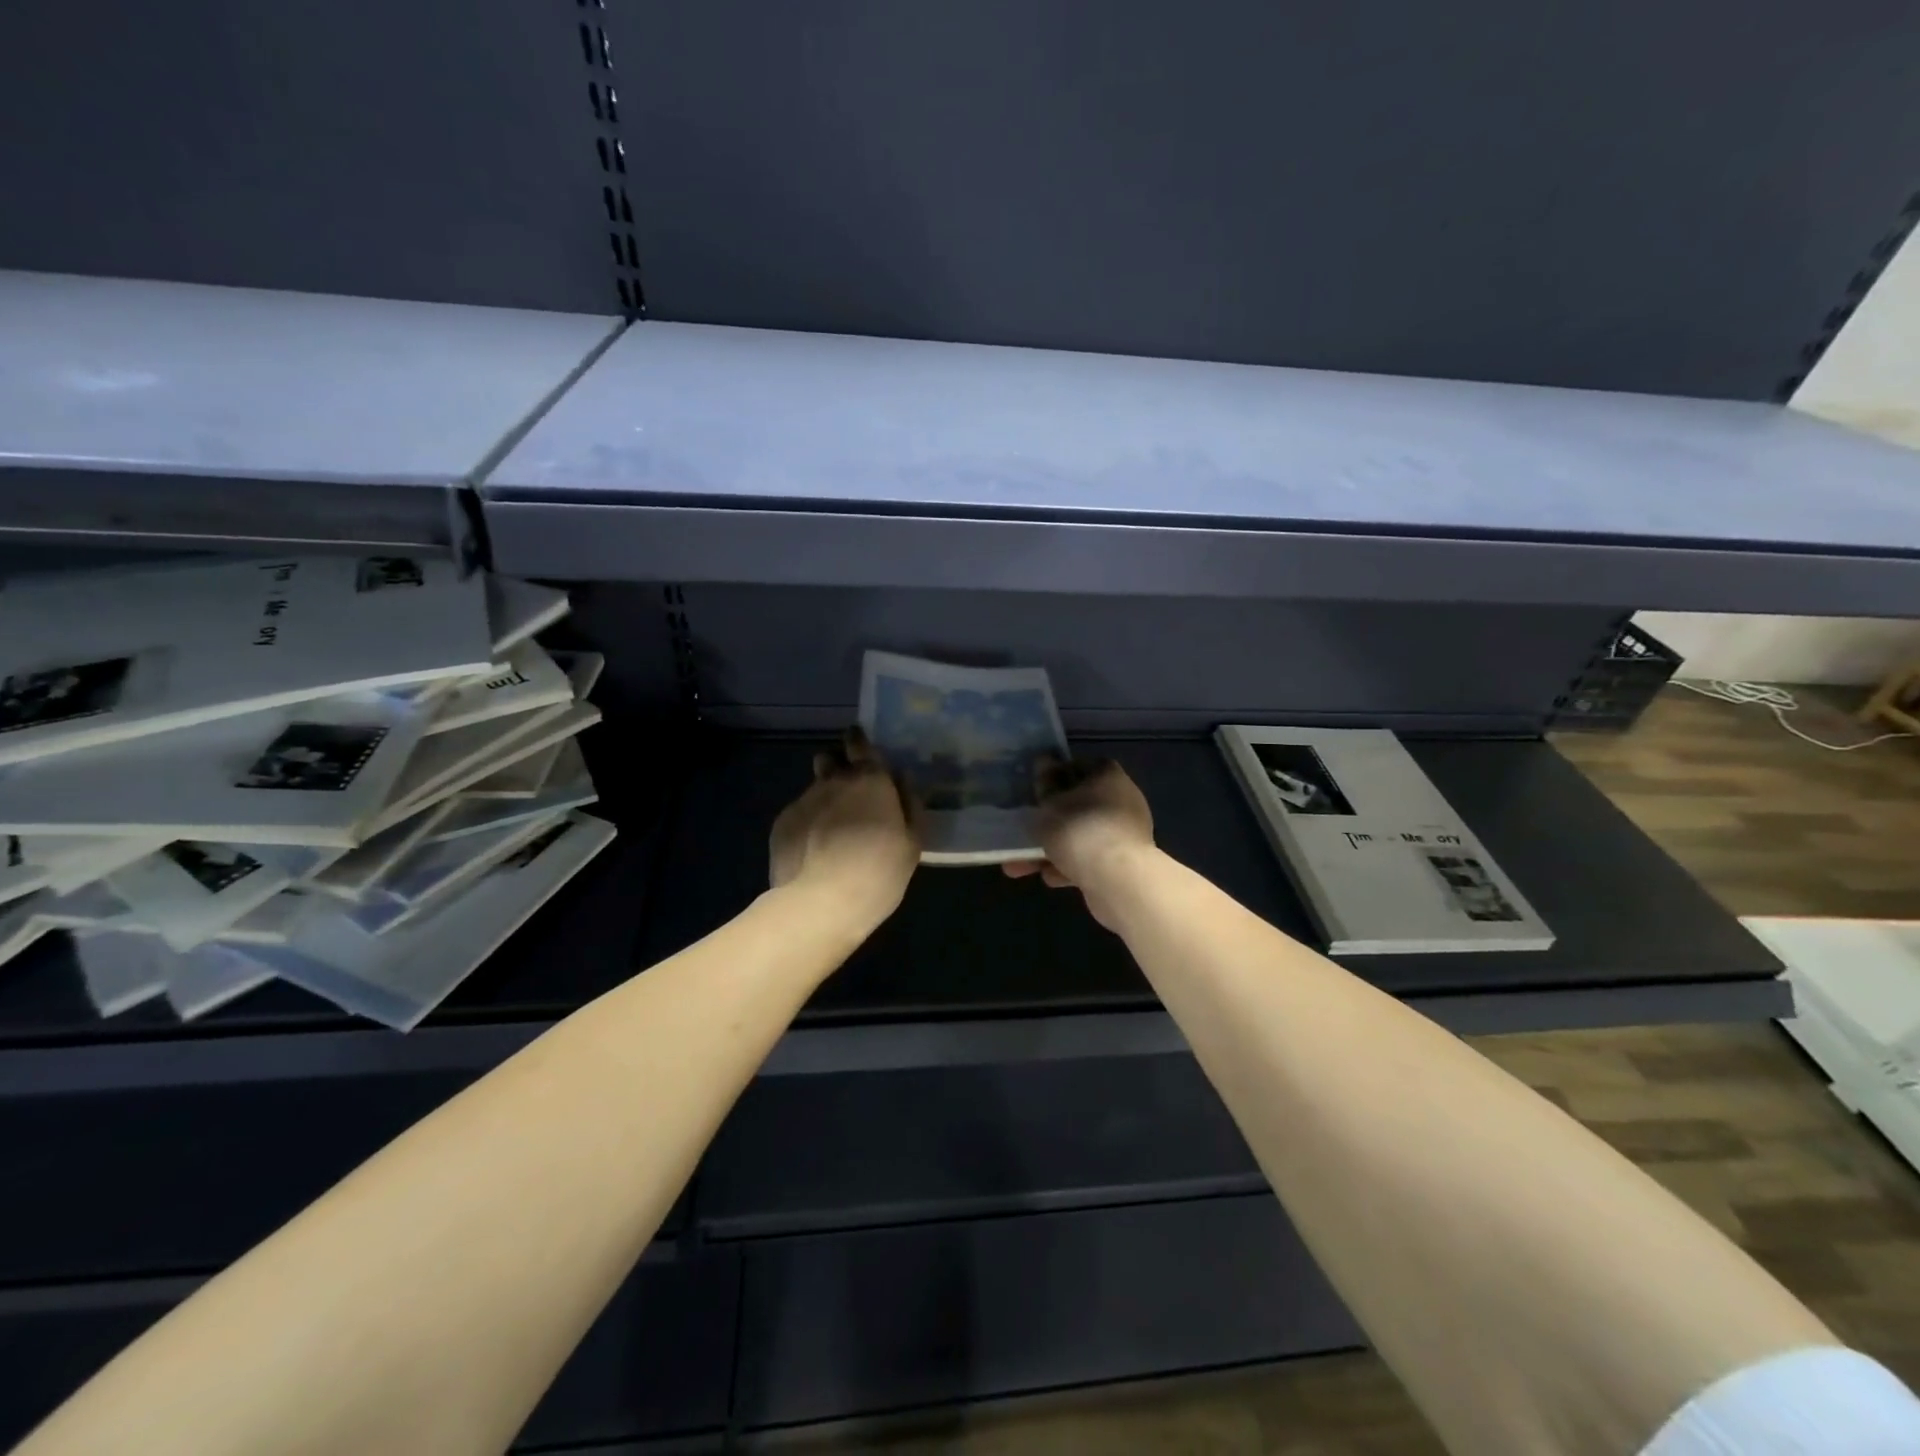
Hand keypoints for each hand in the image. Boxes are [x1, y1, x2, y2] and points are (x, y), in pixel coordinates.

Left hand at [769, 727, 918, 927]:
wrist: (822, 902)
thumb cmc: (879, 871)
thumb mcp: (912, 843)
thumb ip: (909, 805)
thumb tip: (902, 781)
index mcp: (869, 780)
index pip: (859, 743)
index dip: (858, 742)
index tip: (859, 746)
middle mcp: (833, 781)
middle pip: (830, 760)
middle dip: (838, 769)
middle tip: (850, 797)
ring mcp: (803, 800)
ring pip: (813, 789)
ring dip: (823, 800)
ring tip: (830, 830)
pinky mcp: (781, 824)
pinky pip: (798, 815)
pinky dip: (806, 825)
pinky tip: (812, 851)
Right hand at [1002, 757, 1154, 928]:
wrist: (1118, 880)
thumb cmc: (1080, 830)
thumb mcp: (1050, 803)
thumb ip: (1045, 783)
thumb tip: (1044, 761)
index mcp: (1108, 775)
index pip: (1079, 766)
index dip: (1054, 776)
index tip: (1035, 791)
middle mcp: (1122, 799)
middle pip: (1079, 804)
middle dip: (1050, 819)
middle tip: (1027, 829)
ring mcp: (1125, 832)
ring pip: (1082, 834)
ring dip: (1054, 847)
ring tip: (1023, 865)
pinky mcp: (1124, 862)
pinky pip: (1090, 858)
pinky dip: (1070, 865)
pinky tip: (1049, 876)